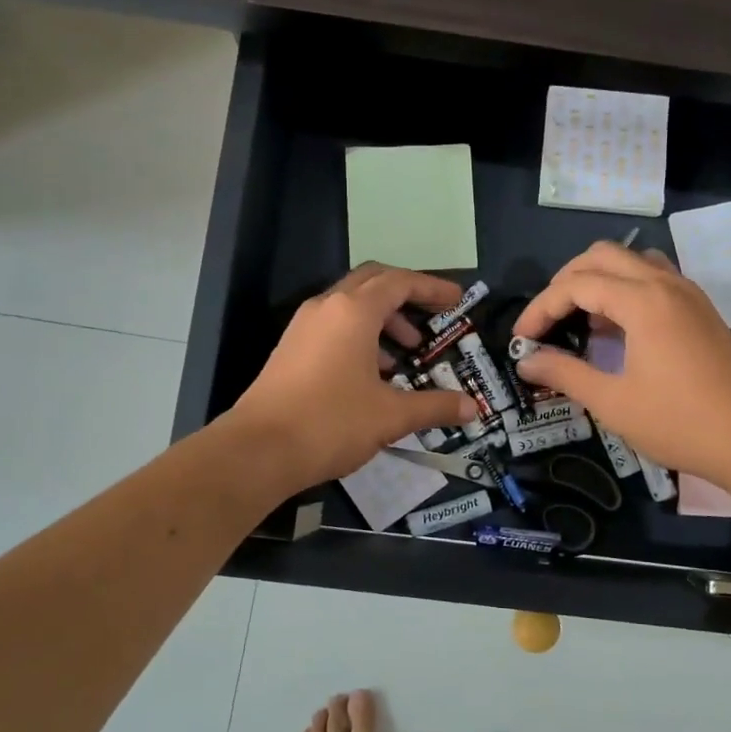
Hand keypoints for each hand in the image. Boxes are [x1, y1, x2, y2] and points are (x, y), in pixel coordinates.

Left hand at [227, 263, 475, 487]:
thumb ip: (435, 406)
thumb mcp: (391, 416)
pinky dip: (360, 335)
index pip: (400, 282)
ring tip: (405, 353)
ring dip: (383, 319)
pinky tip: (373, 373)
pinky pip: (333, 326)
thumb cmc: (331, 423)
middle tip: (432, 318)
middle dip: (406, 296)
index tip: (457, 300)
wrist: (258, 450)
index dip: (432, 288)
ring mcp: (304, 326)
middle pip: (373, 281)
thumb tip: (472, 408)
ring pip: (351, 305)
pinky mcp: (291, 348)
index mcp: (354, 311)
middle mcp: (327, 307)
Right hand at [511, 243, 730, 488]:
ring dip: (598, 278)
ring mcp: (688, 293)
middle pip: (602, 256)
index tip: (522, 339)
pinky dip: (626, 288)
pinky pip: (654, 277)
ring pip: (631, 260)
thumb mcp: (612, 402)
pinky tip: (617, 328)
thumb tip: (526, 361)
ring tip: (580, 319)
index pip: (577, 284)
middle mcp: (666, 283)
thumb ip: (564, 374)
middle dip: (565, 282)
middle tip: (546, 320)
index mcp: (643, 301)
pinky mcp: (700, 309)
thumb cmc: (678, 422)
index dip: (541, 308)